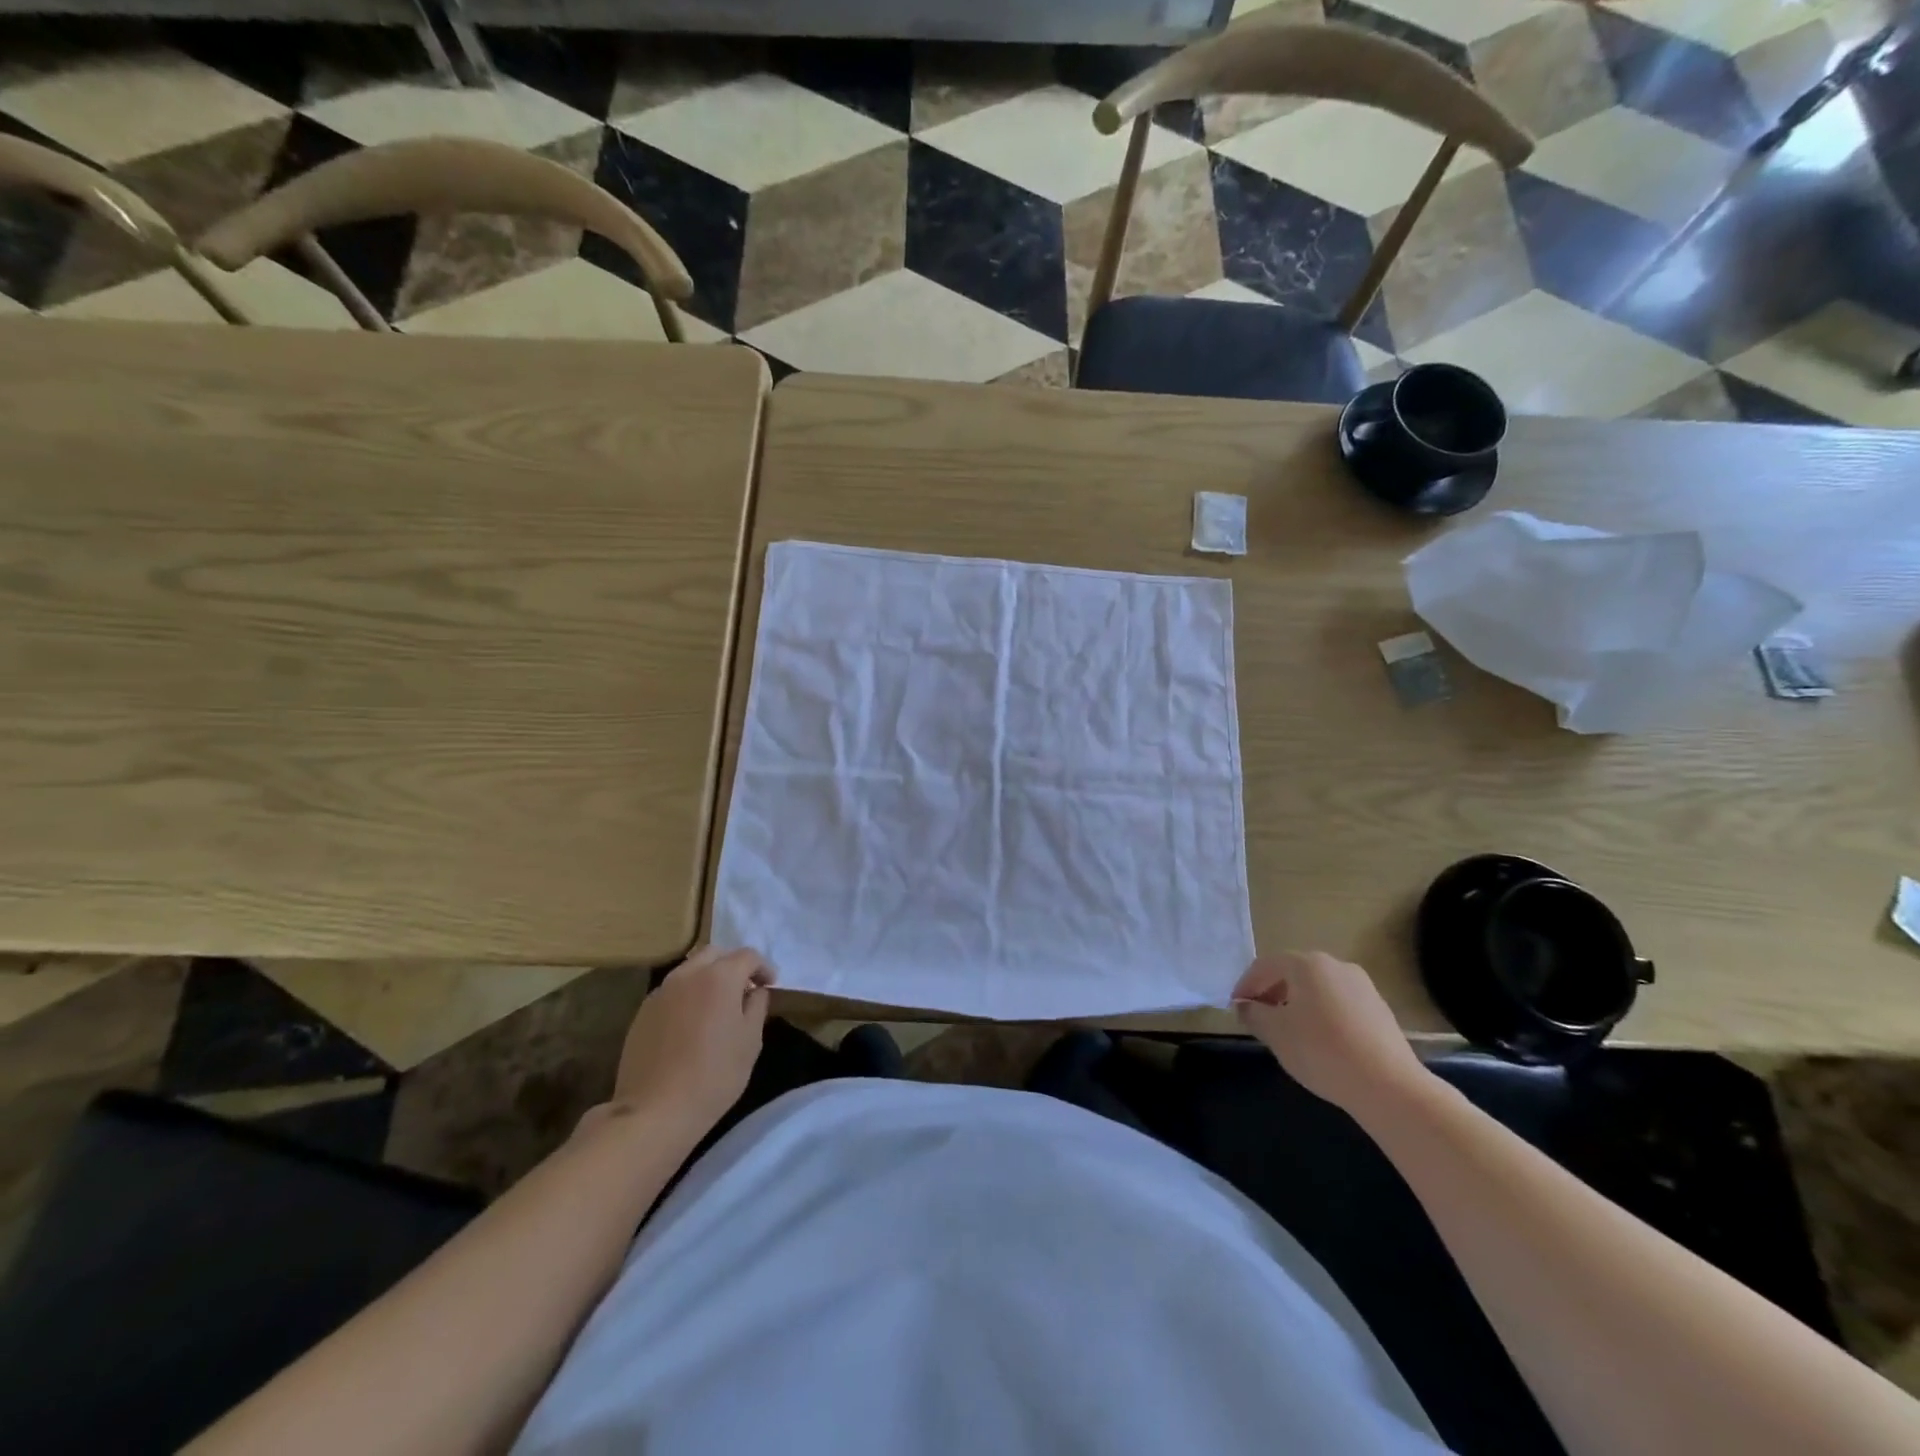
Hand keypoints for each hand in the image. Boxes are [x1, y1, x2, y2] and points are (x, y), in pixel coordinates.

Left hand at [608, 946, 772, 1132]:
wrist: (655, 1110)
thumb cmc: (714, 1075)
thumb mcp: (751, 1041)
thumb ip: (757, 1007)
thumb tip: (755, 992)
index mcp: (720, 977)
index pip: (747, 956)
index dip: (763, 967)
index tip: (770, 985)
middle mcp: (688, 975)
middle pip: (715, 954)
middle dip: (733, 965)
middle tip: (744, 988)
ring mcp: (661, 992)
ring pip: (690, 970)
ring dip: (708, 978)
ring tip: (717, 1005)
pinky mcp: (642, 1012)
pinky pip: (672, 991)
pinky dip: (687, 995)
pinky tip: (691, 1023)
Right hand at [1233, 951, 1426, 1116]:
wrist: (1389, 1086)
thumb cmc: (1321, 1051)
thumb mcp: (1275, 1033)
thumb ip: (1254, 1014)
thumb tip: (1247, 1006)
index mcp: (1306, 964)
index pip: (1264, 966)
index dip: (1245, 985)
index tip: (1236, 1008)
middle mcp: (1335, 965)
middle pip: (1292, 973)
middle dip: (1271, 993)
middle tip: (1259, 1018)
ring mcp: (1362, 986)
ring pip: (1317, 988)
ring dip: (1297, 1004)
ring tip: (1289, 1032)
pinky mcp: (1379, 1009)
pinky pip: (1339, 1004)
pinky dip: (1322, 1015)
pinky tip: (1321, 1042)